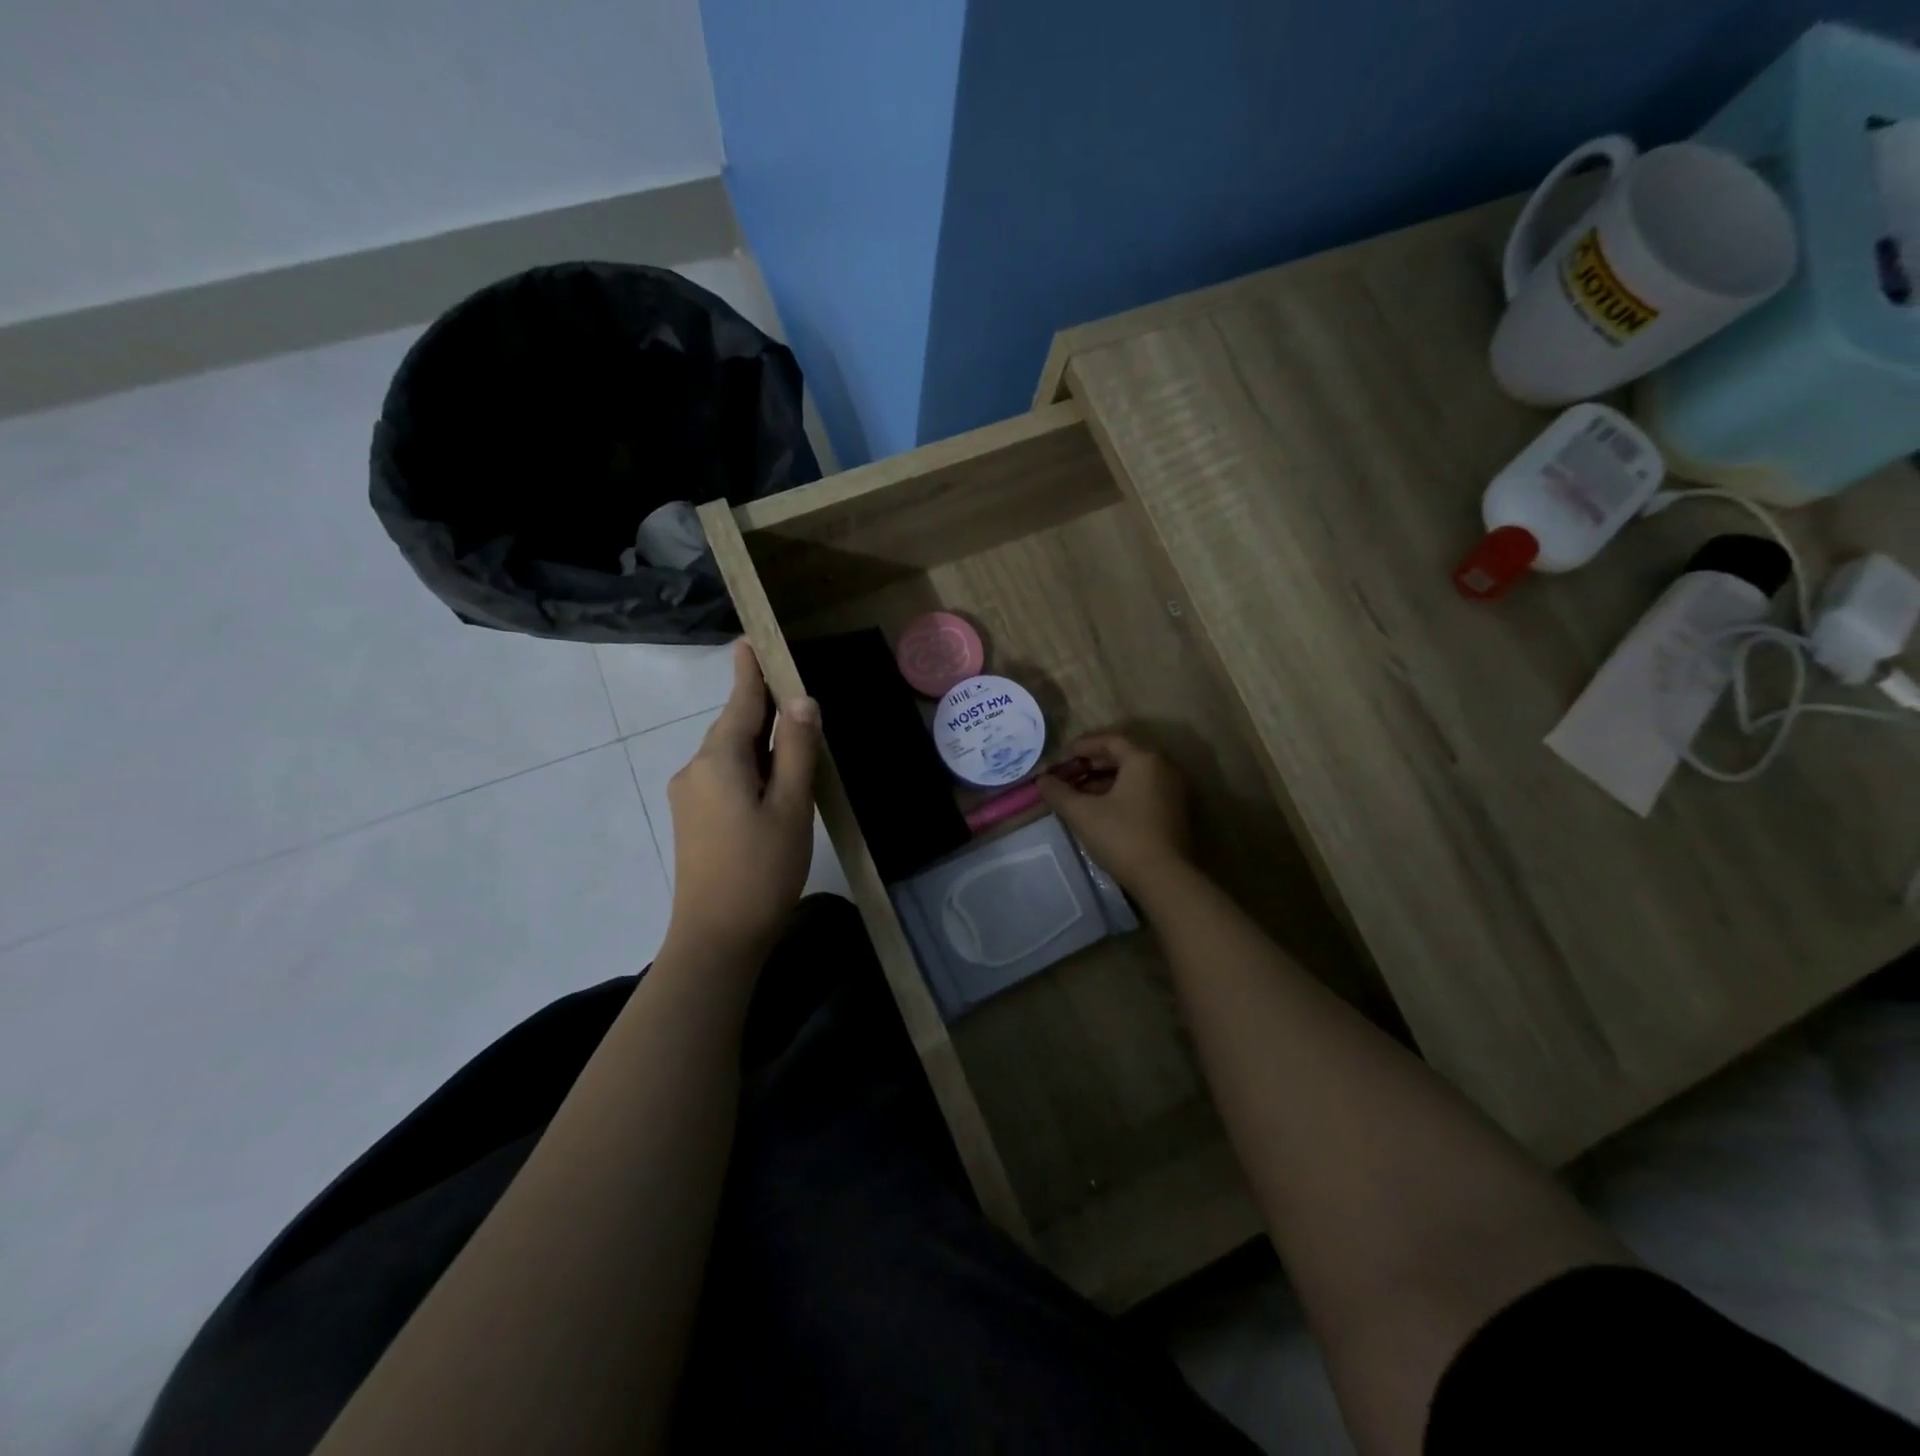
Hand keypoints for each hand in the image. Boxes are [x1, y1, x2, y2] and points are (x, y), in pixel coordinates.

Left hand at [664, 640, 819, 960]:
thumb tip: (801, 701)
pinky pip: (723, 777)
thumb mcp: (791, 806)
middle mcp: (695, 769)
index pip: (739, 702)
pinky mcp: (693, 820)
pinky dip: (750, 769)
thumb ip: (796, 750)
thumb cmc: (761, 870)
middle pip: (733, 727)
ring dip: (760, 744)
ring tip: (795, 743)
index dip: (750, 671)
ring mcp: (689, 796)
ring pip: (729, 754)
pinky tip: (773, 784)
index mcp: (719, 760)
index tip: (750, 639)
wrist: (716, 938)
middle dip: (761, 709)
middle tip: (795, 695)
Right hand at [1037, 732, 1191, 892]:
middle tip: (1069, 774)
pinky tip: (1104, 810)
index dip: (1083, 746)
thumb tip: (1042, 780)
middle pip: (1124, 757)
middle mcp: (1165, 768)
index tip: (1062, 756)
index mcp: (1144, 760)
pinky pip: (1146, 792)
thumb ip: (1058, 792)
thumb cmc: (1121, 836)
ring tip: (1081, 794)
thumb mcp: (1081, 813)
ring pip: (1135, 776)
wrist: (1164, 878)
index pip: (1110, 741)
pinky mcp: (1178, 813)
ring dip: (1107, 781)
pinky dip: (1123, 794)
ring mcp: (1176, 791)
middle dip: (1093, 764)